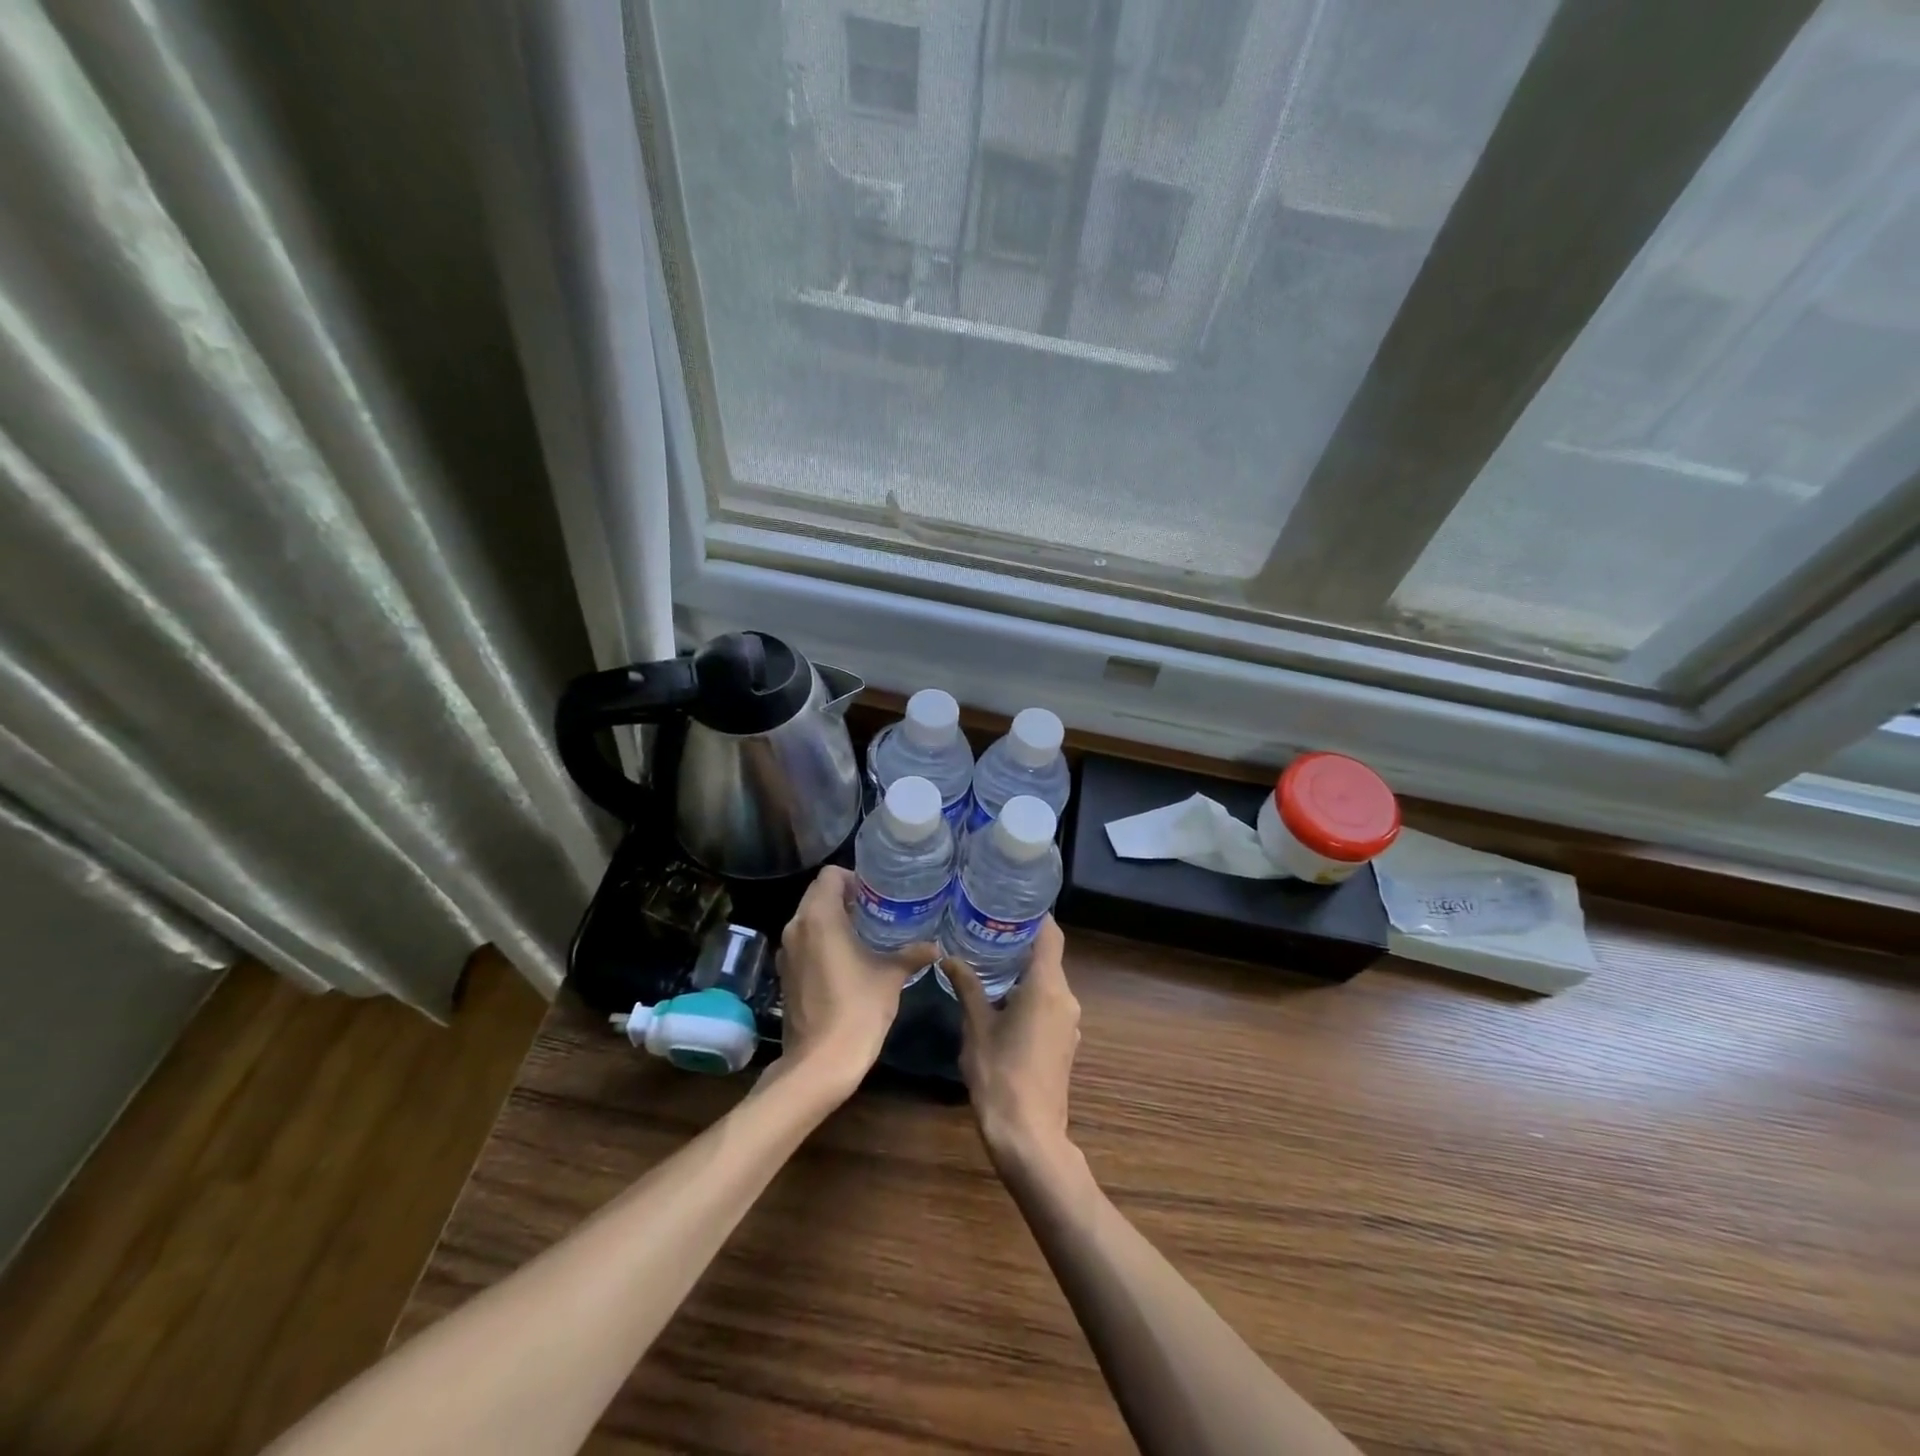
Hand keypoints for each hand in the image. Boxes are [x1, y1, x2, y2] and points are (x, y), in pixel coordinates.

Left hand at [775, 866, 934, 1095]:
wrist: (819, 1063)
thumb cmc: (857, 1010)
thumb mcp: (890, 977)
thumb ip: (911, 955)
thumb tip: (935, 947)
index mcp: (820, 918)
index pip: (830, 875)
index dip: (854, 878)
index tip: (876, 894)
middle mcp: (797, 927)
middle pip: (817, 893)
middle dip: (844, 897)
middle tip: (876, 910)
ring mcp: (786, 951)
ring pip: (808, 918)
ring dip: (832, 919)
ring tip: (864, 932)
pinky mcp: (785, 973)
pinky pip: (803, 941)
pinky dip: (821, 940)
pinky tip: (846, 958)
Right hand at [945, 918, 1080, 1171]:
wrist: (1029, 1135)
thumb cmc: (1000, 1074)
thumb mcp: (976, 1027)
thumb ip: (968, 987)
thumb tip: (950, 957)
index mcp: (1047, 987)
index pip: (1050, 935)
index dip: (1035, 917)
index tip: (1010, 905)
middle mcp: (1066, 998)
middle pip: (1048, 958)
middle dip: (1020, 944)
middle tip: (986, 931)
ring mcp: (1069, 1023)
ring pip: (1049, 983)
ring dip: (1024, 973)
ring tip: (989, 962)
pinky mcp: (1066, 1042)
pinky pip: (1050, 1005)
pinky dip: (1030, 995)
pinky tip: (1003, 1001)